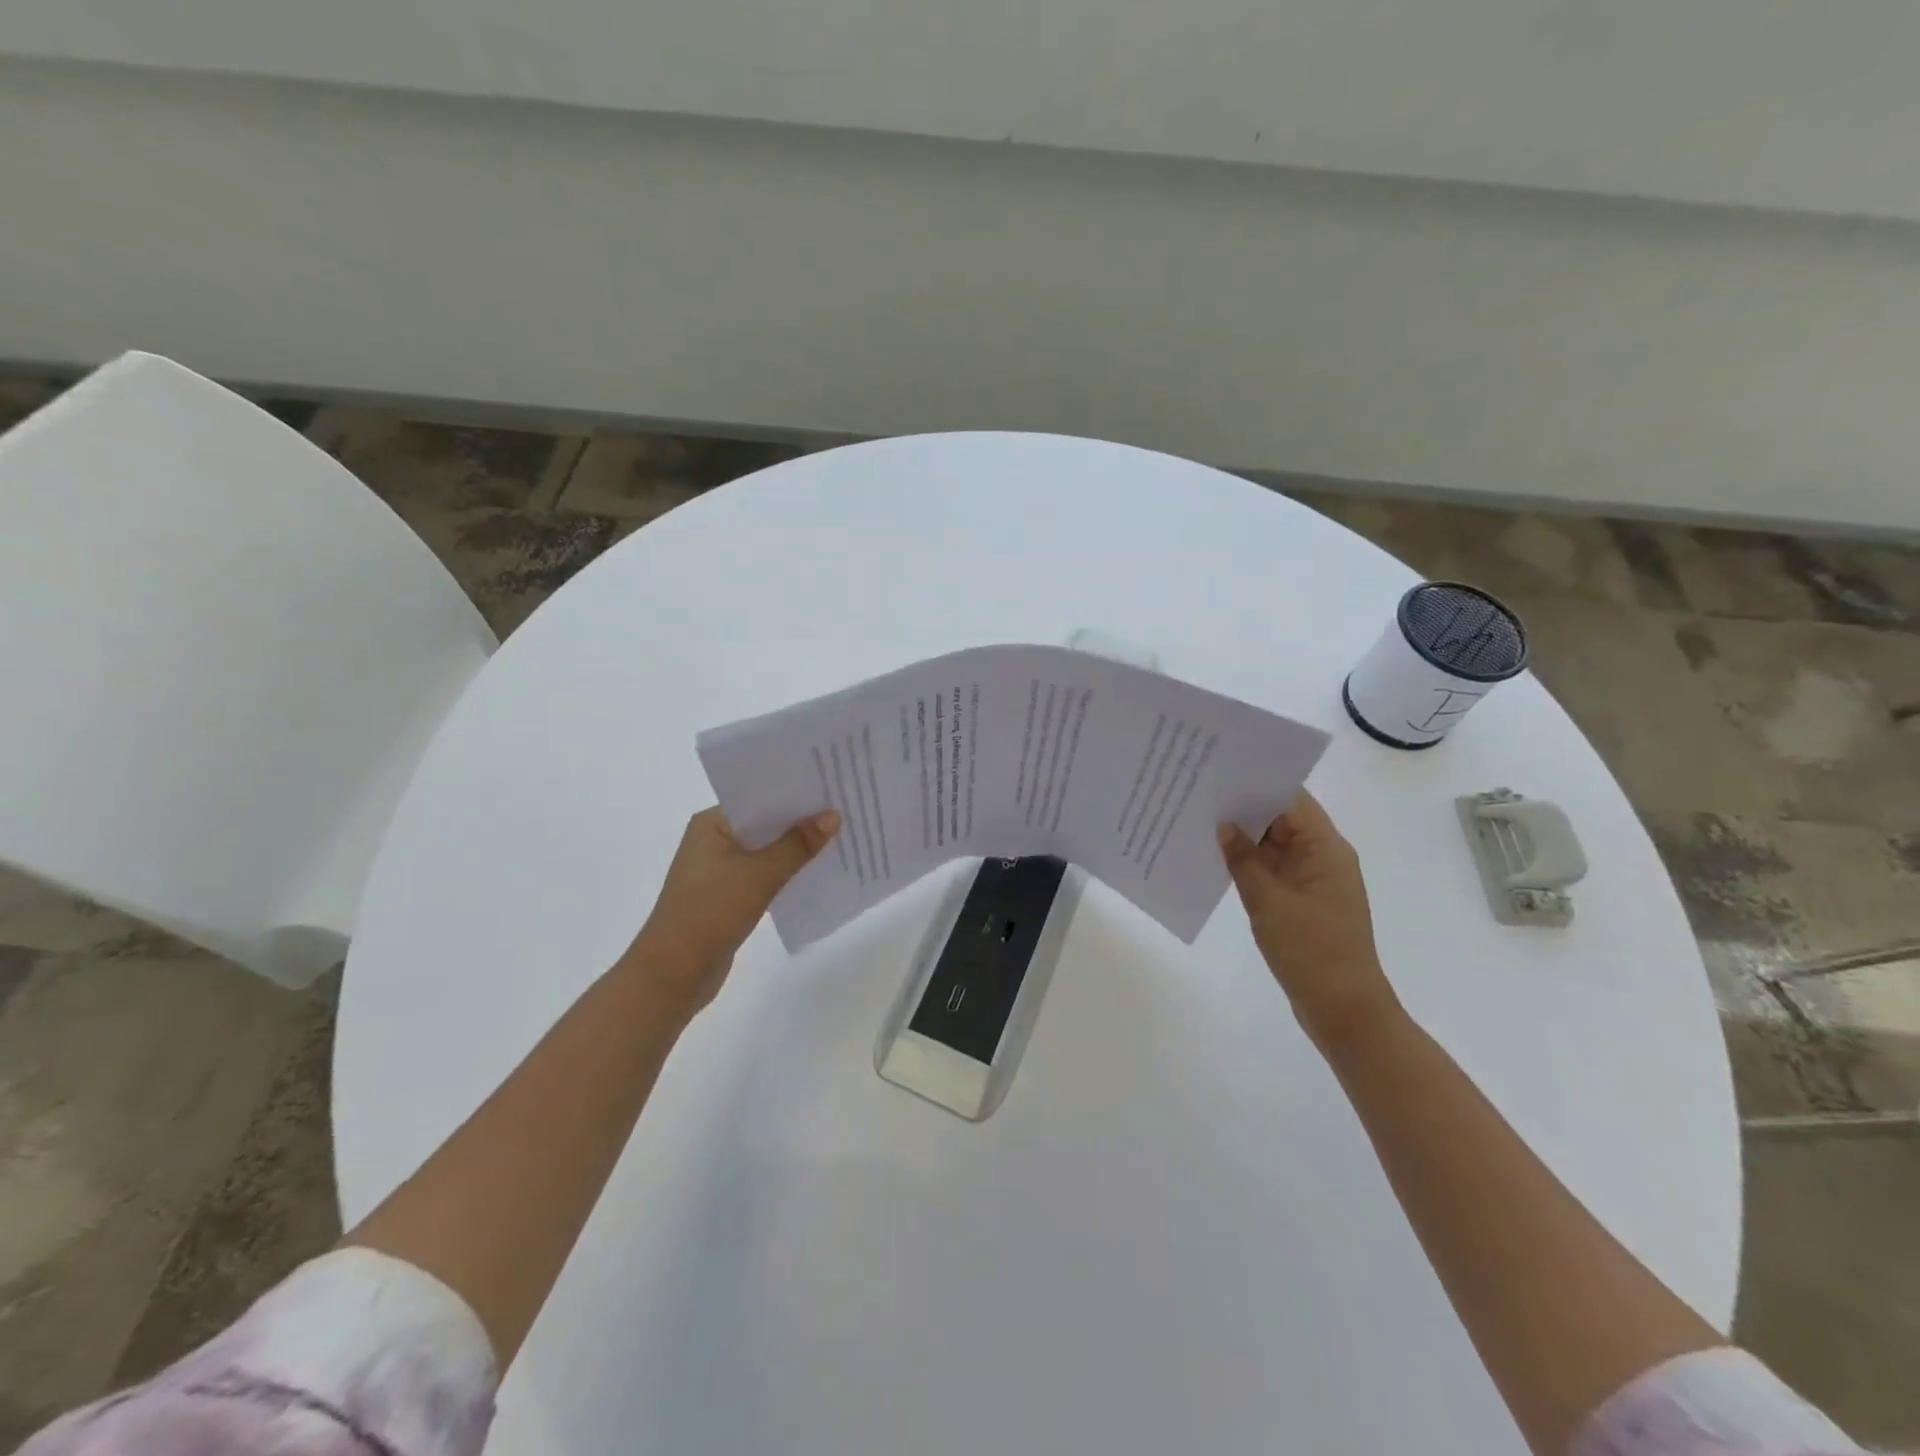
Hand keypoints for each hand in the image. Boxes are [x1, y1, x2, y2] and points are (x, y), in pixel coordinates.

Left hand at [623, 806, 839, 1018]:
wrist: (673, 975)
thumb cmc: (710, 913)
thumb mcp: (759, 875)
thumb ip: (797, 845)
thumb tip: (833, 816)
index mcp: (711, 824)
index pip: (759, 798)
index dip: (795, 793)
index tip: (832, 787)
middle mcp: (713, 840)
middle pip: (765, 823)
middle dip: (801, 820)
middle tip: (845, 808)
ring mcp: (719, 869)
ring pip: (767, 850)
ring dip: (796, 847)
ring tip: (840, 837)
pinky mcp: (728, 896)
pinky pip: (764, 873)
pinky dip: (787, 871)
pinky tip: (817, 871)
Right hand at [1218, 790, 1400, 1051]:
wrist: (1343, 1009)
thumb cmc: (1310, 950)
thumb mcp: (1268, 901)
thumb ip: (1243, 858)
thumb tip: (1223, 825)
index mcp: (1326, 848)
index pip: (1292, 799)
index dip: (1258, 782)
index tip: (1221, 771)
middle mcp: (1324, 856)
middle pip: (1283, 818)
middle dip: (1245, 806)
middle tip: (1201, 792)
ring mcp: (1314, 879)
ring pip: (1276, 844)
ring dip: (1245, 835)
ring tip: (1201, 819)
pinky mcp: (1303, 900)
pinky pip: (1274, 868)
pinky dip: (1250, 861)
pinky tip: (1218, 857)